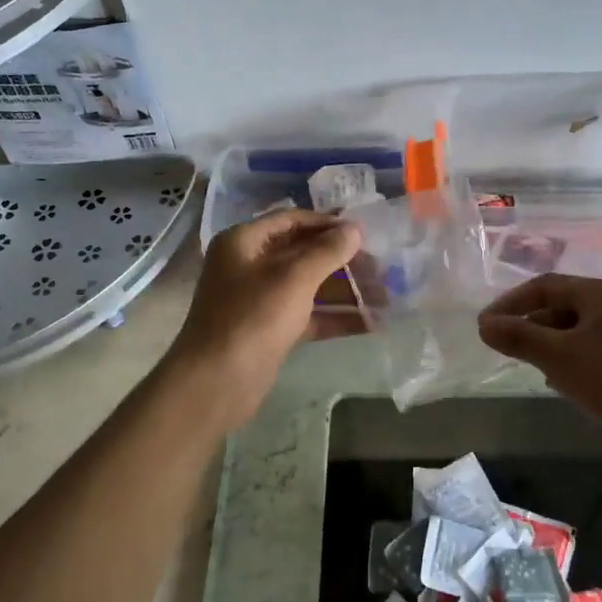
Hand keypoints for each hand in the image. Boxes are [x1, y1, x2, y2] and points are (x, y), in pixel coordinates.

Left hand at [167, 210, 360, 426]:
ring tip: (384, 296)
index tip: (365, 232)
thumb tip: (354, 229)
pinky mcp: (270, 329)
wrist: (217, 381)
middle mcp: (250, 265)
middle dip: (342, 261)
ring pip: (309, 286)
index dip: (328, 224)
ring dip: (345, 291)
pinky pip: (308, 315)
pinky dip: (335, 317)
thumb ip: (327, 251)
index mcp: (245, 242)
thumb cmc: (253, 317)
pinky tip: (370, 322)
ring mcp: (260, 299)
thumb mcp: (294, 278)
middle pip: (303, 253)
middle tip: (381, 267)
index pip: (292, 220)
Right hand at [477, 274, 601, 432]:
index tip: (486, 324)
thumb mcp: (558, 356)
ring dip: (546, 344)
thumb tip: (484, 326)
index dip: (511, 303)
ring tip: (528, 364)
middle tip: (503, 345)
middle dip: (529, 325)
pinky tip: (556, 381)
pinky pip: (586, 348)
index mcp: (600, 292)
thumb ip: (519, 337)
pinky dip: (565, 358)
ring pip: (571, 330)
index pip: (545, 286)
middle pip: (558, 306)